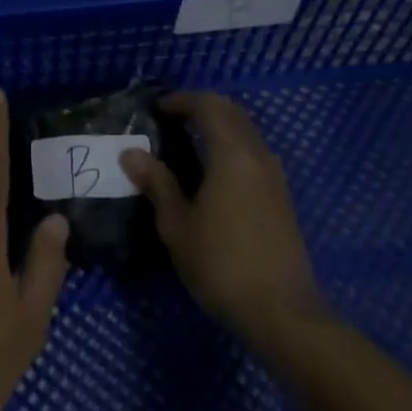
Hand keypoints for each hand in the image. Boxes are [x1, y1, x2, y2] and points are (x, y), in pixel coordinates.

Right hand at [121, 92, 328, 343]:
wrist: (281, 310)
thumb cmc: (221, 264)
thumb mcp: (177, 225)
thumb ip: (157, 183)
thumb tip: (131, 153)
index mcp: (232, 155)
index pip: (209, 106)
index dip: (181, 100)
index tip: (154, 109)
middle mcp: (258, 155)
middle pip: (231, 113)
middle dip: (200, 108)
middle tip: (167, 121)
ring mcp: (274, 176)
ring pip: (245, 132)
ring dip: (217, 127)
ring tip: (183, 145)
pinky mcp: (280, 196)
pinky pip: (252, 153)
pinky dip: (229, 147)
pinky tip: (208, 172)